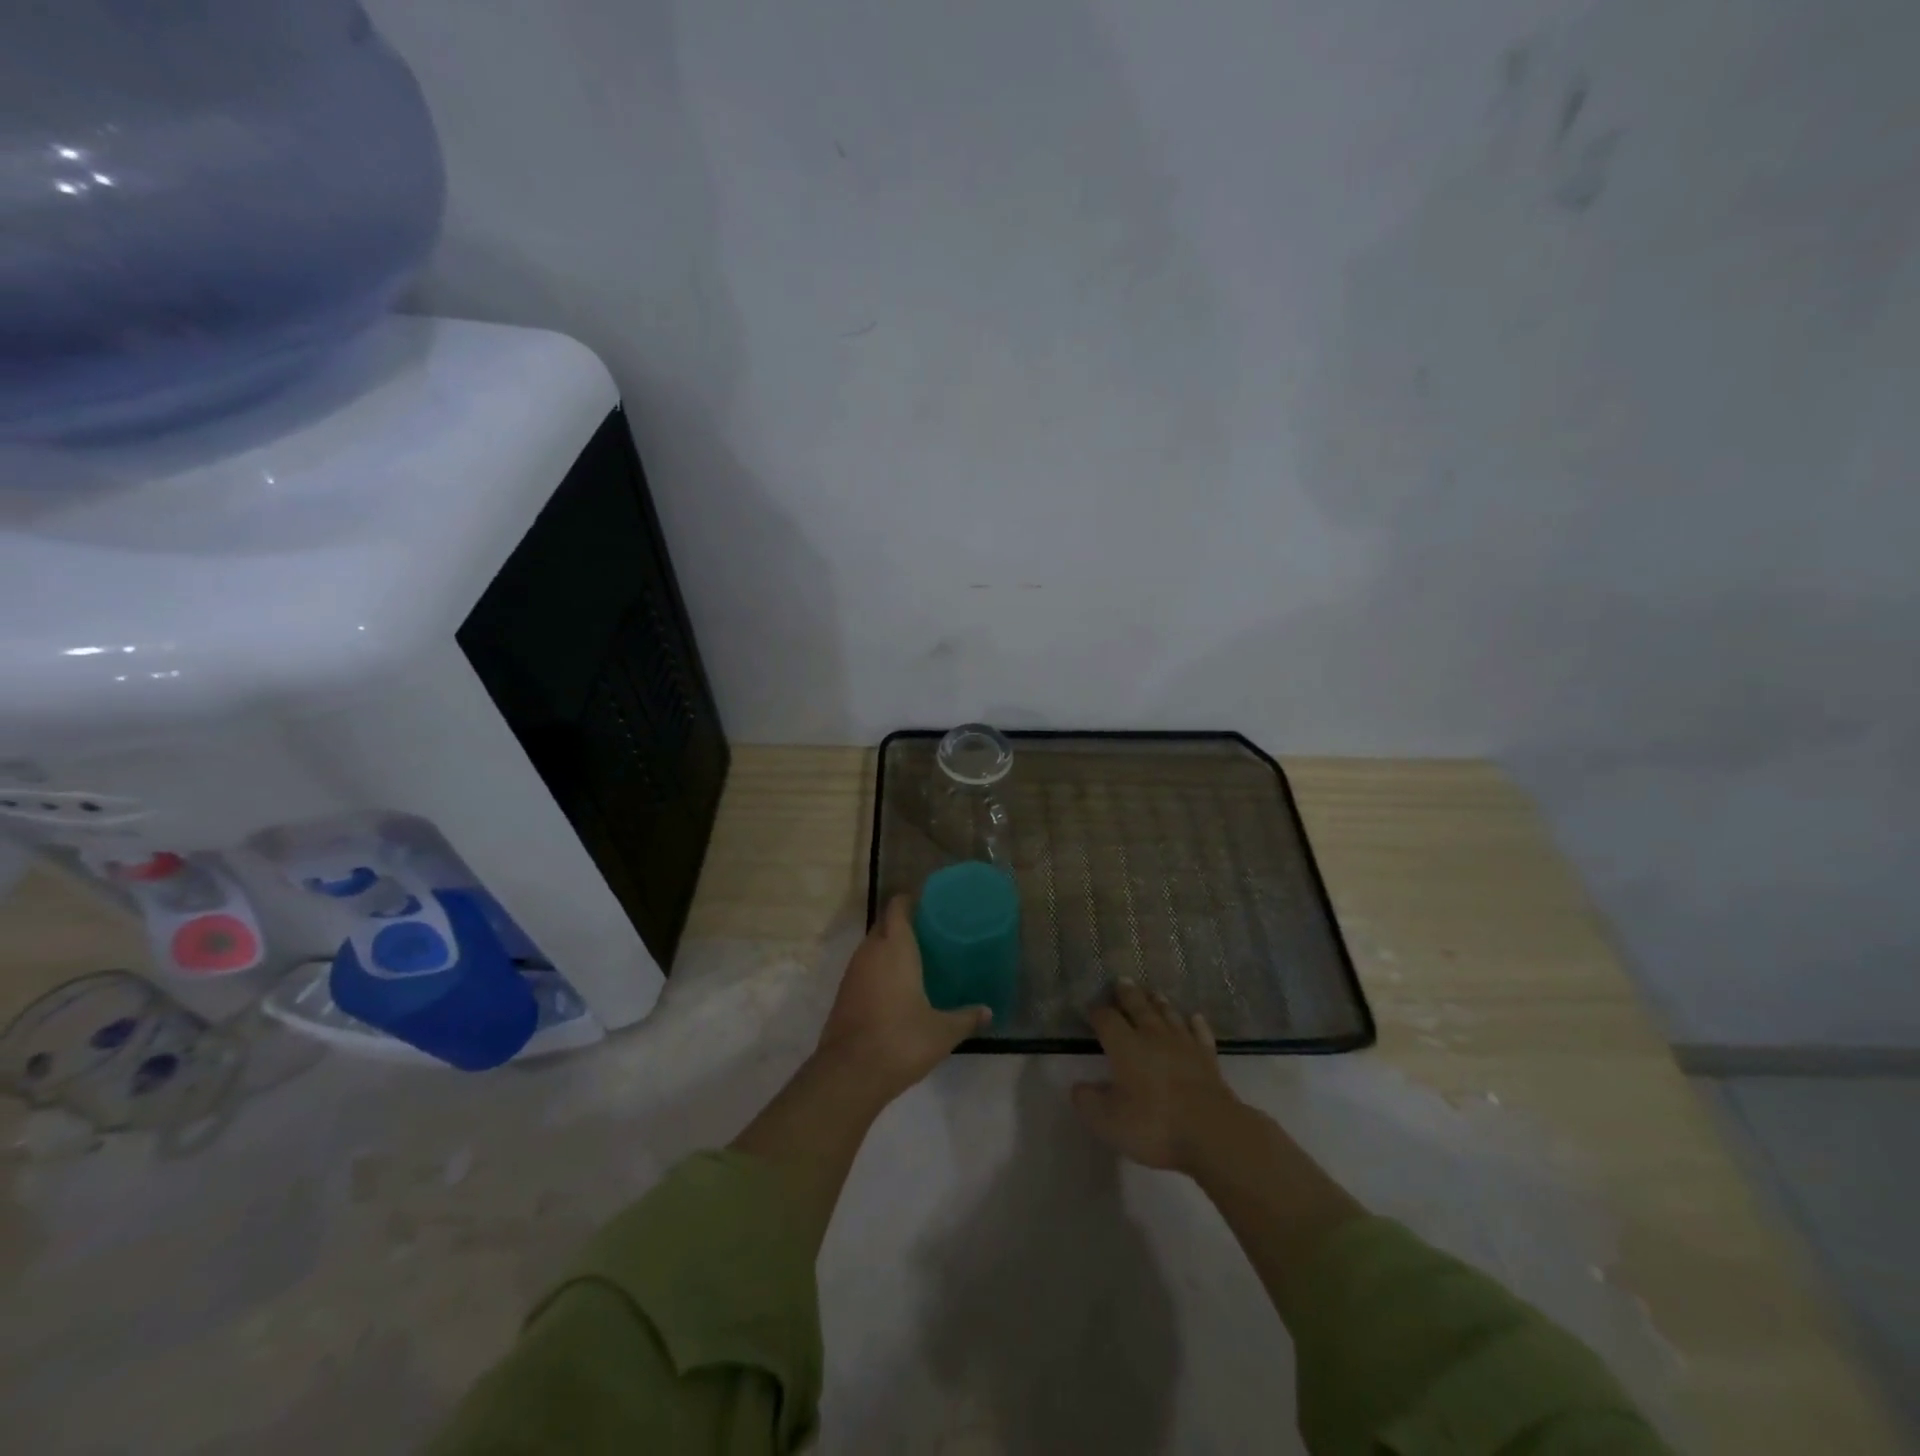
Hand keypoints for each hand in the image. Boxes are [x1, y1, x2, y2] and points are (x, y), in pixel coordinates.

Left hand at [814, 896, 989, 1102]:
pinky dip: (878, 969)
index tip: (929, 904)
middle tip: (929, 933)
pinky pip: (864, 968)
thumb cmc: (902, 1040)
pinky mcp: (843, 994)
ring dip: (888, 947)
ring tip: (915, 958)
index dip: (910, 901)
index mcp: (895, 947)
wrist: (850, 1073)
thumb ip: (966, 1017)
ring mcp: (852, 973)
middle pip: (884, 924)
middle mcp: (871, 952)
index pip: (897, 907)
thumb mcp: (943, 1031)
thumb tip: (988, 1011)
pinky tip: (896, 986)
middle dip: (902, 923)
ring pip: (871, 947)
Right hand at [1072, 982, 1242, 1172]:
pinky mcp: (1208, 1059)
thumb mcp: (1109, 1121)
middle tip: (1122, 981)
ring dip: (1159, 1003)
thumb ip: (1089, 1102)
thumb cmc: (1154, 1124)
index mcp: (1124, 1046)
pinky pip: (1200, 1034)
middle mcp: (1153, 1036)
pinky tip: (1195, 1018)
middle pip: (1138, 1007)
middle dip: (1128, 994)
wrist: (1212, 1131)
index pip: (1106, 1019)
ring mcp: (1184, 1045)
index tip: (1090, 1008)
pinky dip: (1196, 1024)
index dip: (1097, 1012)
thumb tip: (1078, 1087)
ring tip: (1153, 992)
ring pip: (1169, 1015)